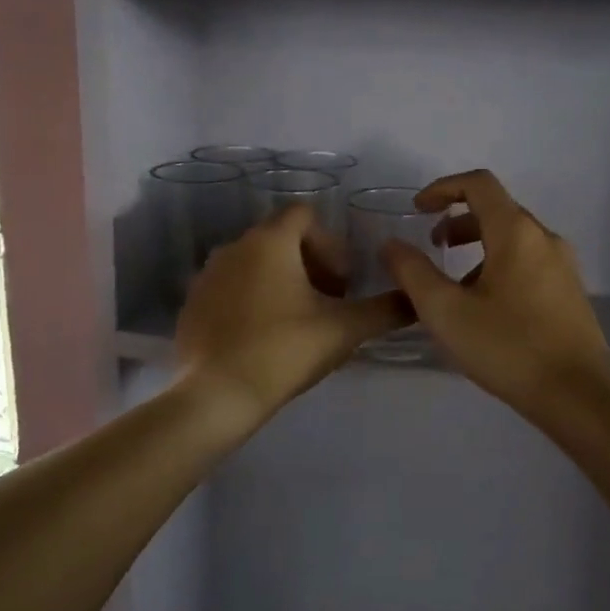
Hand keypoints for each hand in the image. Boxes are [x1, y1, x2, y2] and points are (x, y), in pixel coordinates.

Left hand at [176, 204, 406, 430]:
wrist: (215, 396)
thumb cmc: (283, 351)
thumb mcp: (344, 330)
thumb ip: (385, 310)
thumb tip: (417, 299)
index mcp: (270, 241)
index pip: (305, 214)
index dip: (331, 243)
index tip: (341, 283)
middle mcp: (234, 246)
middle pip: (280, 239)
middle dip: (309, 265)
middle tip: (327, 305)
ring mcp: (207, 275)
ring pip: (254, 264)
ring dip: (281, 283)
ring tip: (297, 324)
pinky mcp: (192, 304)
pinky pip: (230, 289)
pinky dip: (251, 302)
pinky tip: (262, 340)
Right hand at [380, 169, 609, 415]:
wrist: (580, 396)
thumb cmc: (509, 347)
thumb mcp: (446, 312)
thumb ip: (413, 273)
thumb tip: (392, 245)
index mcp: (516, 232)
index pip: (479, 183)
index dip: (443, 188)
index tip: (417, 210)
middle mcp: (544, 238)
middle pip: (496, 210)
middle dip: (458, 221)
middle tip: (432, 247)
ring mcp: (563, 265)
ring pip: (513, 239)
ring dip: (477, 247)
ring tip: (454, 286)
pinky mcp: (570, 292)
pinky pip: (529, 262)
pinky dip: (499, 266)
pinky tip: (486, 309)